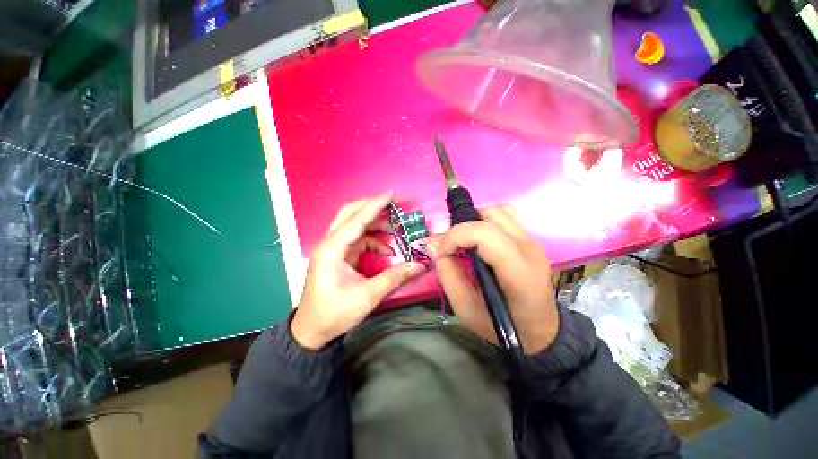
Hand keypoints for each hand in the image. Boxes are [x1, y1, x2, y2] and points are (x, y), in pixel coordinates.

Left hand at [291, 193, 425, 349]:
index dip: (375, 206)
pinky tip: (387, 250)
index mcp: (332, 250)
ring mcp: (334, 249)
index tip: (392, 195)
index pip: (356, 220)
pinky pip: (358, 240)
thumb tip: (419, 265)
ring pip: (354, 226)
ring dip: (375, 224)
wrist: (312, 331)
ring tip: (395, 228)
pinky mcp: (339, 256)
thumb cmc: (334, 313)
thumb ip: (394, 278)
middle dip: (372, 208)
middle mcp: (330, 244)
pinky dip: (373, 241)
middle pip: (350, 214)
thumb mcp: (367, 297)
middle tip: (394, 206)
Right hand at [429, 206, 558, 354]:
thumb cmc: (505, 327)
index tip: (442, 253)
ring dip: (474, 222)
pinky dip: (485, 222)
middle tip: (451, 248)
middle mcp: (529, 248)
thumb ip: (449, 277)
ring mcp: (533, 241)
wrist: (542, 331)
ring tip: (465, 243)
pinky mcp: (531, 240)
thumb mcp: (467, 310)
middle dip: (461, 229)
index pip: (484, 233)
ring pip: (498, 211)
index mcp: (518, 271)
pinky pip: (505, 217)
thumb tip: (437, 250)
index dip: (455, 237)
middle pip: (490, 216)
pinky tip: (480, 241)